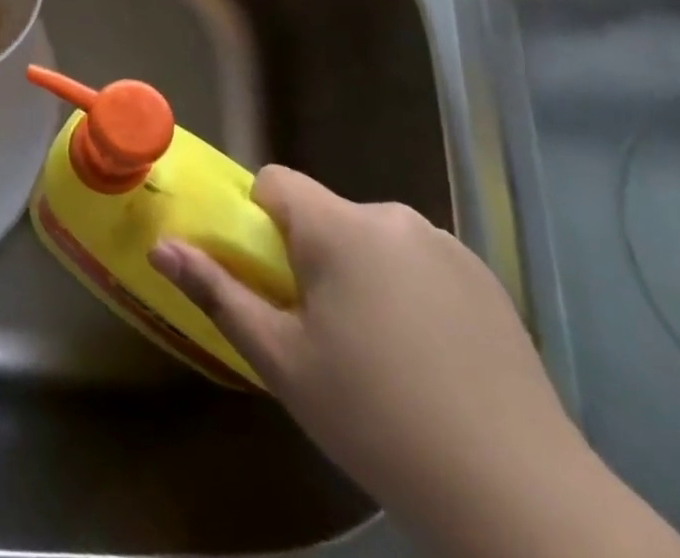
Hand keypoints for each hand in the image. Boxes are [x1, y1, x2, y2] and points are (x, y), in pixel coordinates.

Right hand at [150, 167, 589, 538]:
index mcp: (338, 227)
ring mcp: (447, 245)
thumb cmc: (377, 418)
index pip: (275, 181)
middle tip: (321, 330)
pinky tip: (430, 358)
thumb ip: (217, 292)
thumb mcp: (282, 361)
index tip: (269, 277)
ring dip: (361, 272)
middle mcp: (391, 217)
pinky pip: (421, 262)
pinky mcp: (487, 280)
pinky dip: (409, 290)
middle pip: (326, 214)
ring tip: (380, 351)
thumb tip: (159, 247)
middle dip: (312, 255)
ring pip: (373, 239)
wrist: (520, 497)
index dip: (259, 219)